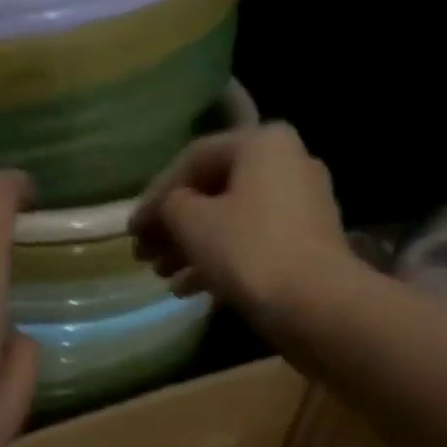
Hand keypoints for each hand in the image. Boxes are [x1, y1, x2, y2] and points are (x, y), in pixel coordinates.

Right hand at [128, 123, 355, 316]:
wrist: (315, 304)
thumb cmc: (249, 251)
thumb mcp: (193, 223)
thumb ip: (170, 206)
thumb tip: (169, 207)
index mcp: (262, 142)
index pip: (193, 159)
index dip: (155, 194)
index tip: (131, 229)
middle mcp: (286, 163)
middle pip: (213, 191)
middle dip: (172, 226)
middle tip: (143, 255)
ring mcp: (300, 206)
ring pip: (230, 221)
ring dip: (190, 248)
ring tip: (162, 276)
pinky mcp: (304, 244)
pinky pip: (250, 244)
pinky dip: (218, 262)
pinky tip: (188, 290)